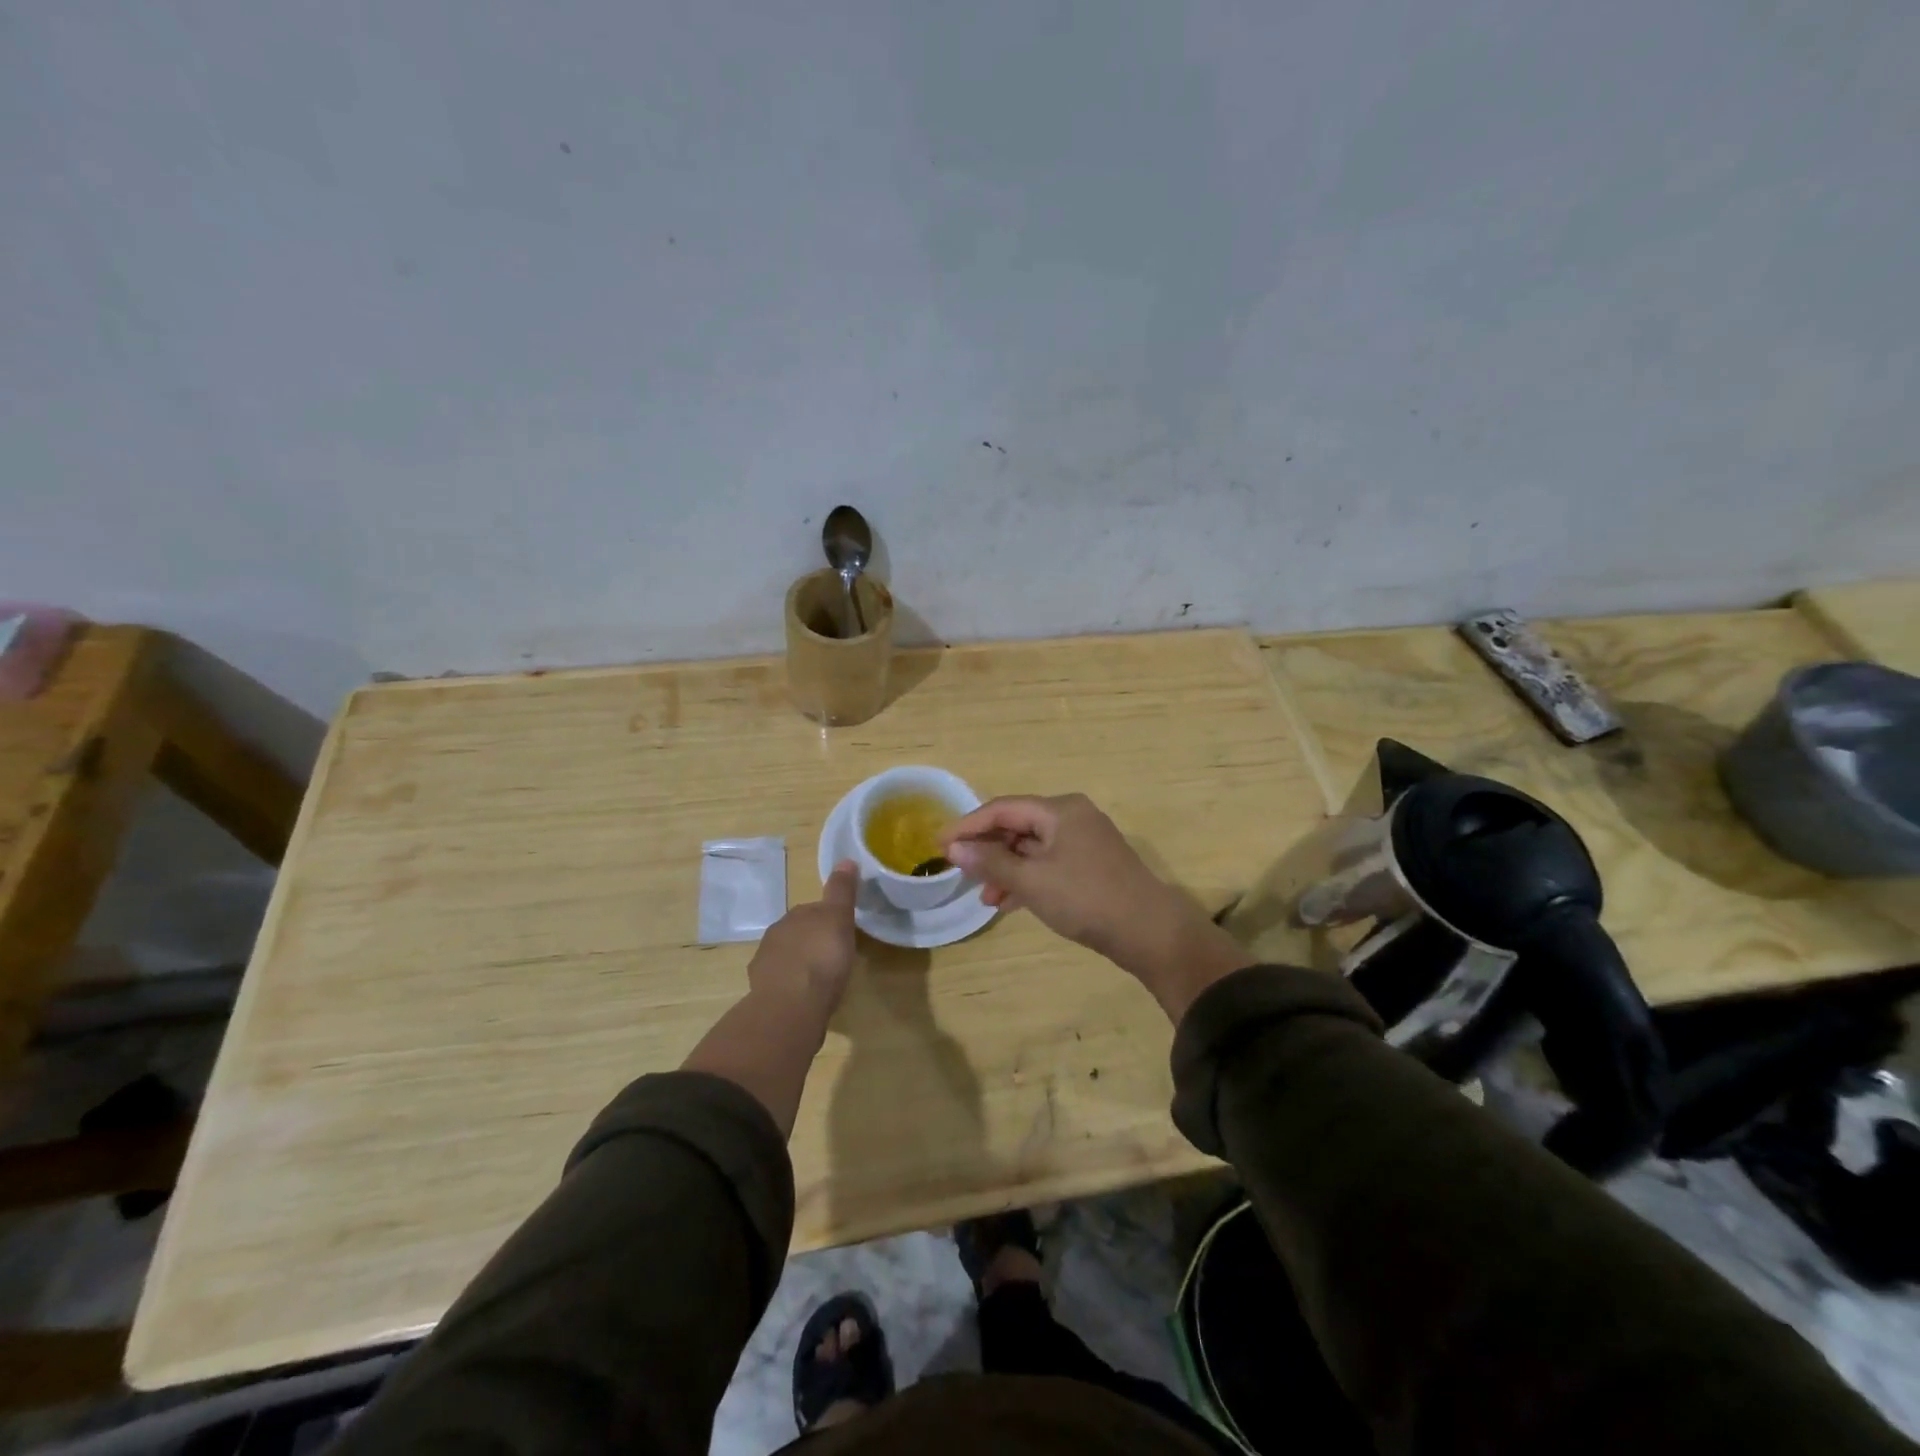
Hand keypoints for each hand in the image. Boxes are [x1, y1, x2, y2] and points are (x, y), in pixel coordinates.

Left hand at [748, 860, 858, 1015]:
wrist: (790, 1005)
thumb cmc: (821, 958)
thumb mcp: (839, 918)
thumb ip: (841, 891)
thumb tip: (845, 859)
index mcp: (796, 915)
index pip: (813, 909)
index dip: (828, 918)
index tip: (842, 931)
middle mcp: (776, 933)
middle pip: (798, 932)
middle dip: (812, 940)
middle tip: (834, 955)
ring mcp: (765, 963)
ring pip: (787, 956)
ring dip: (800, 963)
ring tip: (819, 979)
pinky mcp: (761, 991)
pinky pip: (780, 982)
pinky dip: (790, 986)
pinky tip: (803, 998)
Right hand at [941, 794, 1251, 1018]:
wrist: (1151, 933)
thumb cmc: (1087, 899)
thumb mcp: (1032, 881)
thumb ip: (991, 861)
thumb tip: (953, 847)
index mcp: (1060, 810)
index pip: (1002, 808)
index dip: (968, 825)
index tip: (939, 844)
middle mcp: (1073, 817)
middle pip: (1018, 826)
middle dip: (988, 850)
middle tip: (959, 871)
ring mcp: (1085, 842)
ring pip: (1032, 848)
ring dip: (1006, 869)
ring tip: (984, 897)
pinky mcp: (1091, 866)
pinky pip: (1048, 864)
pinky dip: (1027, 880)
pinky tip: (1008, 903)